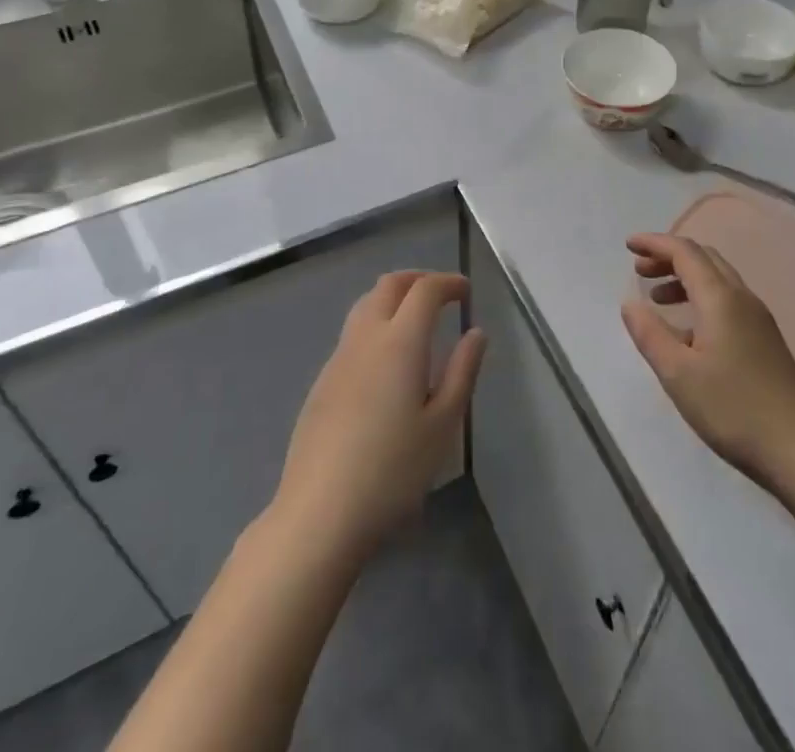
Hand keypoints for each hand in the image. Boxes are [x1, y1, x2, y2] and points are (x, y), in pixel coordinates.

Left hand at [272, 271, 485, 559]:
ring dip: (394, 298)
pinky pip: (353, 333)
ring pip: (366, 304)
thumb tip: (476, 333)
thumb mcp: (442, 425)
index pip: (425, 290)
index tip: (467, 291)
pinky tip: (388, 361)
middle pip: (389, 285)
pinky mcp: (322, 382)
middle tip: (443, 295)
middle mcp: (365, 337)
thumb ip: (462, 371)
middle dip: (419, 280)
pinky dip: (376, 324)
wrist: (319, 513)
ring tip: (417, 321)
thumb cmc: (392, 471)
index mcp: (400, 341)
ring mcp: (338, 358)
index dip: (448, 282)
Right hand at [620, 234, 794, 484]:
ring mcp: (758, 319)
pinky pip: (727, 301)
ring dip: (685, 278)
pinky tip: (687, 333)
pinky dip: (700, 299)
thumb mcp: (678, 374)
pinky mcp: (766, 341)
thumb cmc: (734, 409)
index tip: (627, 245)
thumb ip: (650, 334)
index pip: (685, 252)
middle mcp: (742, 298)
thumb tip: (630, 304)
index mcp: (720, 298)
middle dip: (669, 257)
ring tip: (658, 299)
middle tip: (639, 270)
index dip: (654, 243)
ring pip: (718, 280)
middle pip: (704, 258)